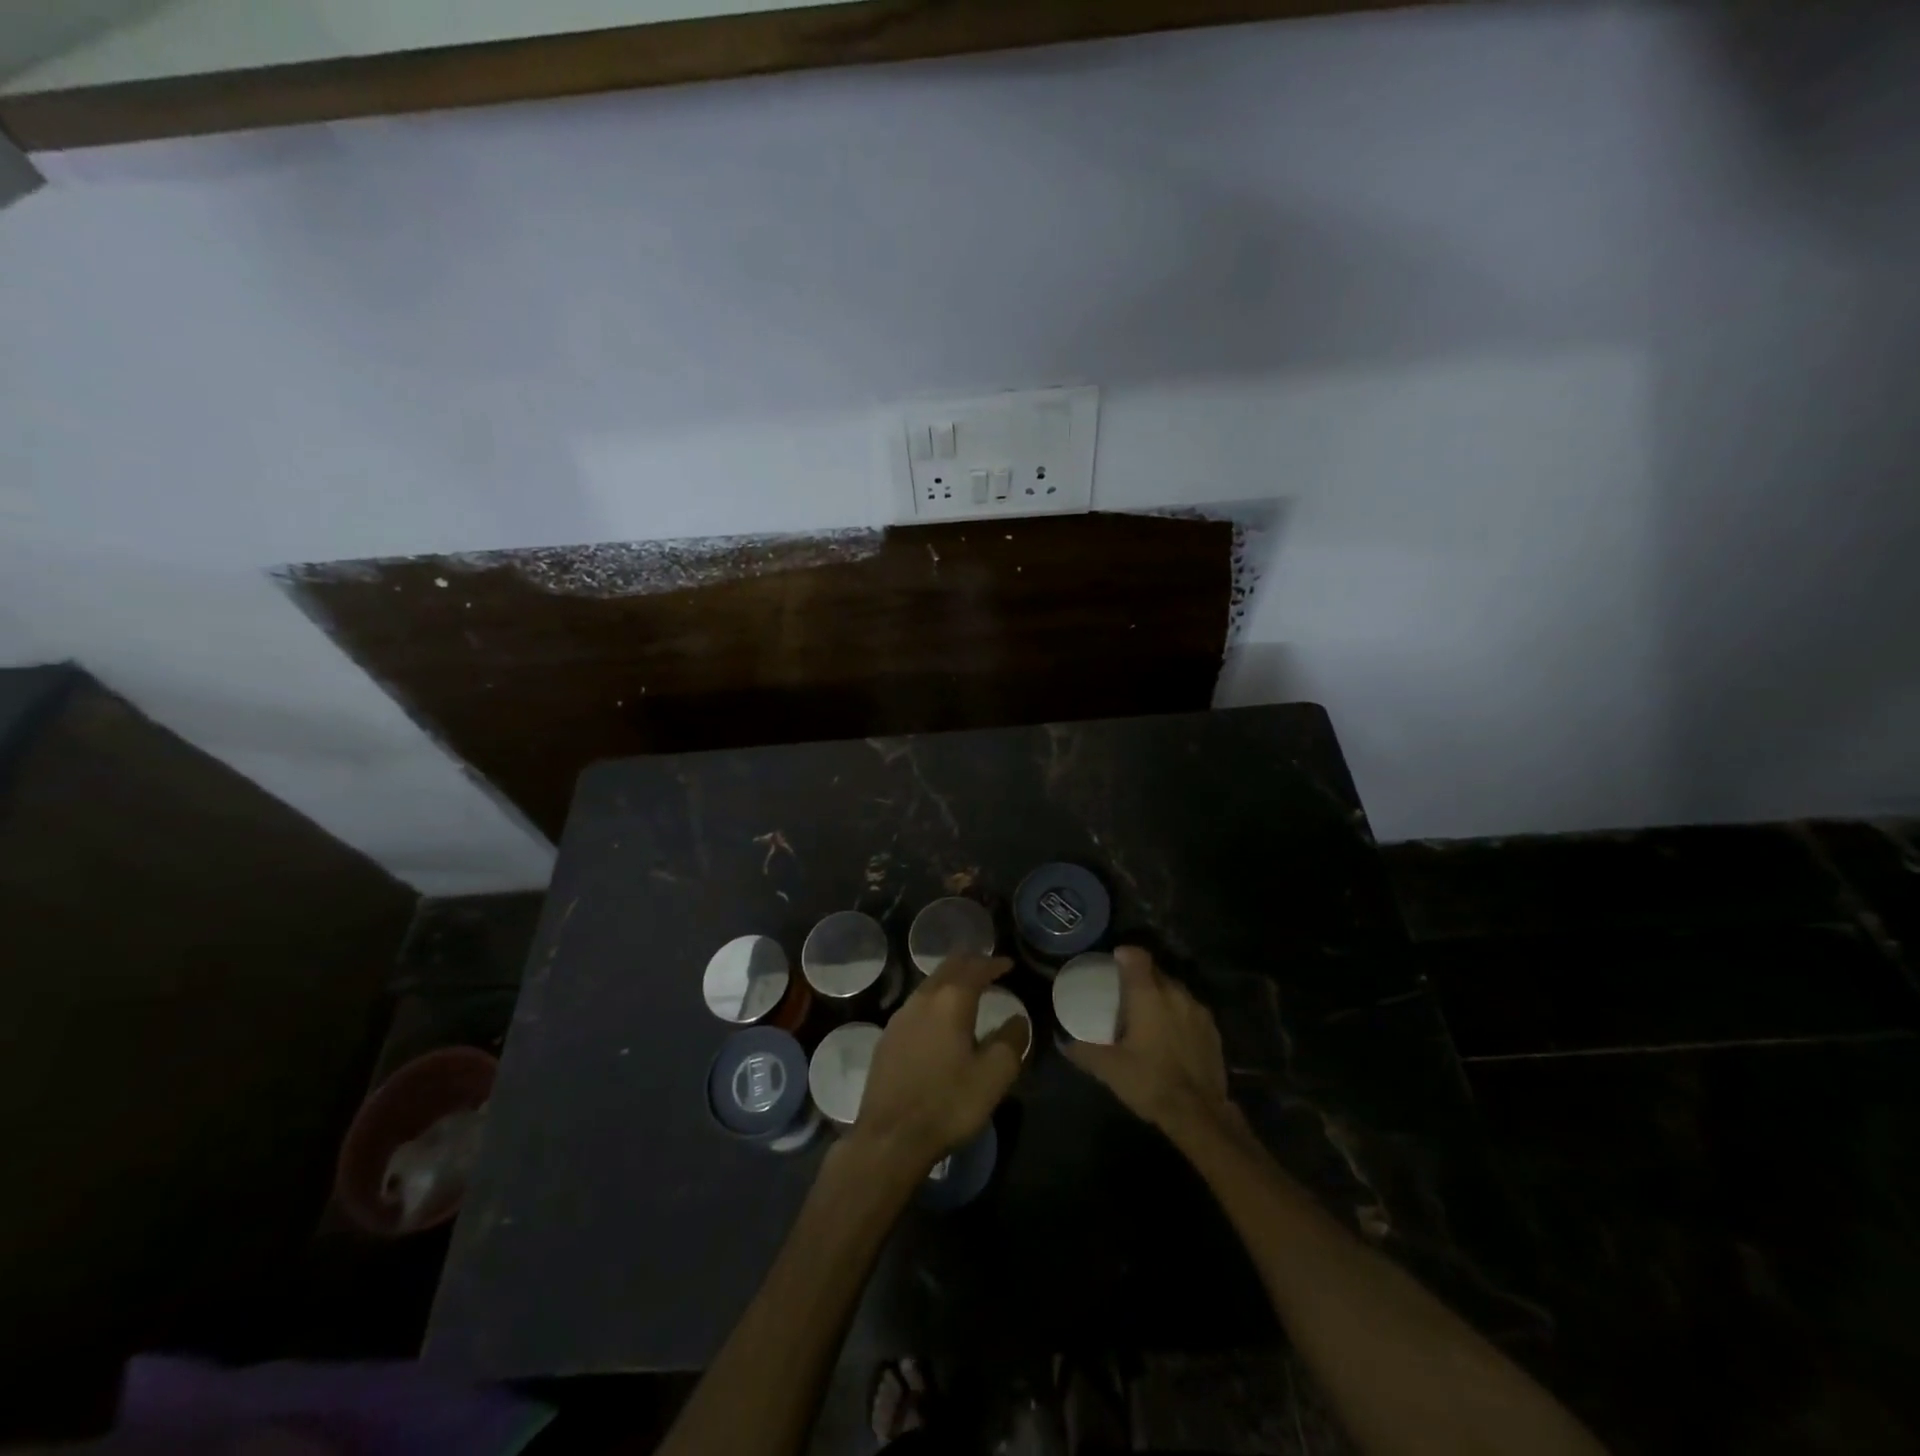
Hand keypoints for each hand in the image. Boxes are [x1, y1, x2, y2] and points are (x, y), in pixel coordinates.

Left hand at [849, 954, 1026, 1179]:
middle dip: (970, 963)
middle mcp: (923, 999)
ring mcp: (900, 1017)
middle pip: (948, 967)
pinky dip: (935, 999)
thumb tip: (1017, 1020)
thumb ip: (1011, 1041)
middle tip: (988, 967)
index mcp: (951, 1001)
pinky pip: (917, 1004)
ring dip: (950, 980)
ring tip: (967, 989)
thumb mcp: (993, 1076)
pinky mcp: (887, 1037)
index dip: (993, 964)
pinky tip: (939, 1018)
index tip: (1008, 964)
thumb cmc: (948, 1103)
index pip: (975, 968)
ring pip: (929, 984)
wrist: (890, 1137)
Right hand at [1066, 946, 1237, 1139]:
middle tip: (1124, 992)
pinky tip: (1170, 1035)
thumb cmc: (1150, 1081)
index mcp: (1148, 994)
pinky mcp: (1213, 1030)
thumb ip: (1084, 1051)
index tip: (1113, 961)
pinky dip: (1178, 1014)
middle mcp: (1175, 994)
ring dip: (1161, 995)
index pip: (1137, 957)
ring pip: (1175, 990)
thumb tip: (1065, 1043)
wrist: (1199, 1113)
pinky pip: (1190, 1010)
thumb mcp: (1109, 1068)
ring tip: (1147, 1014)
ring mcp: (1198, 1011)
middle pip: (1156, 972)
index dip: (1124, 954)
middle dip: (1141, 976)